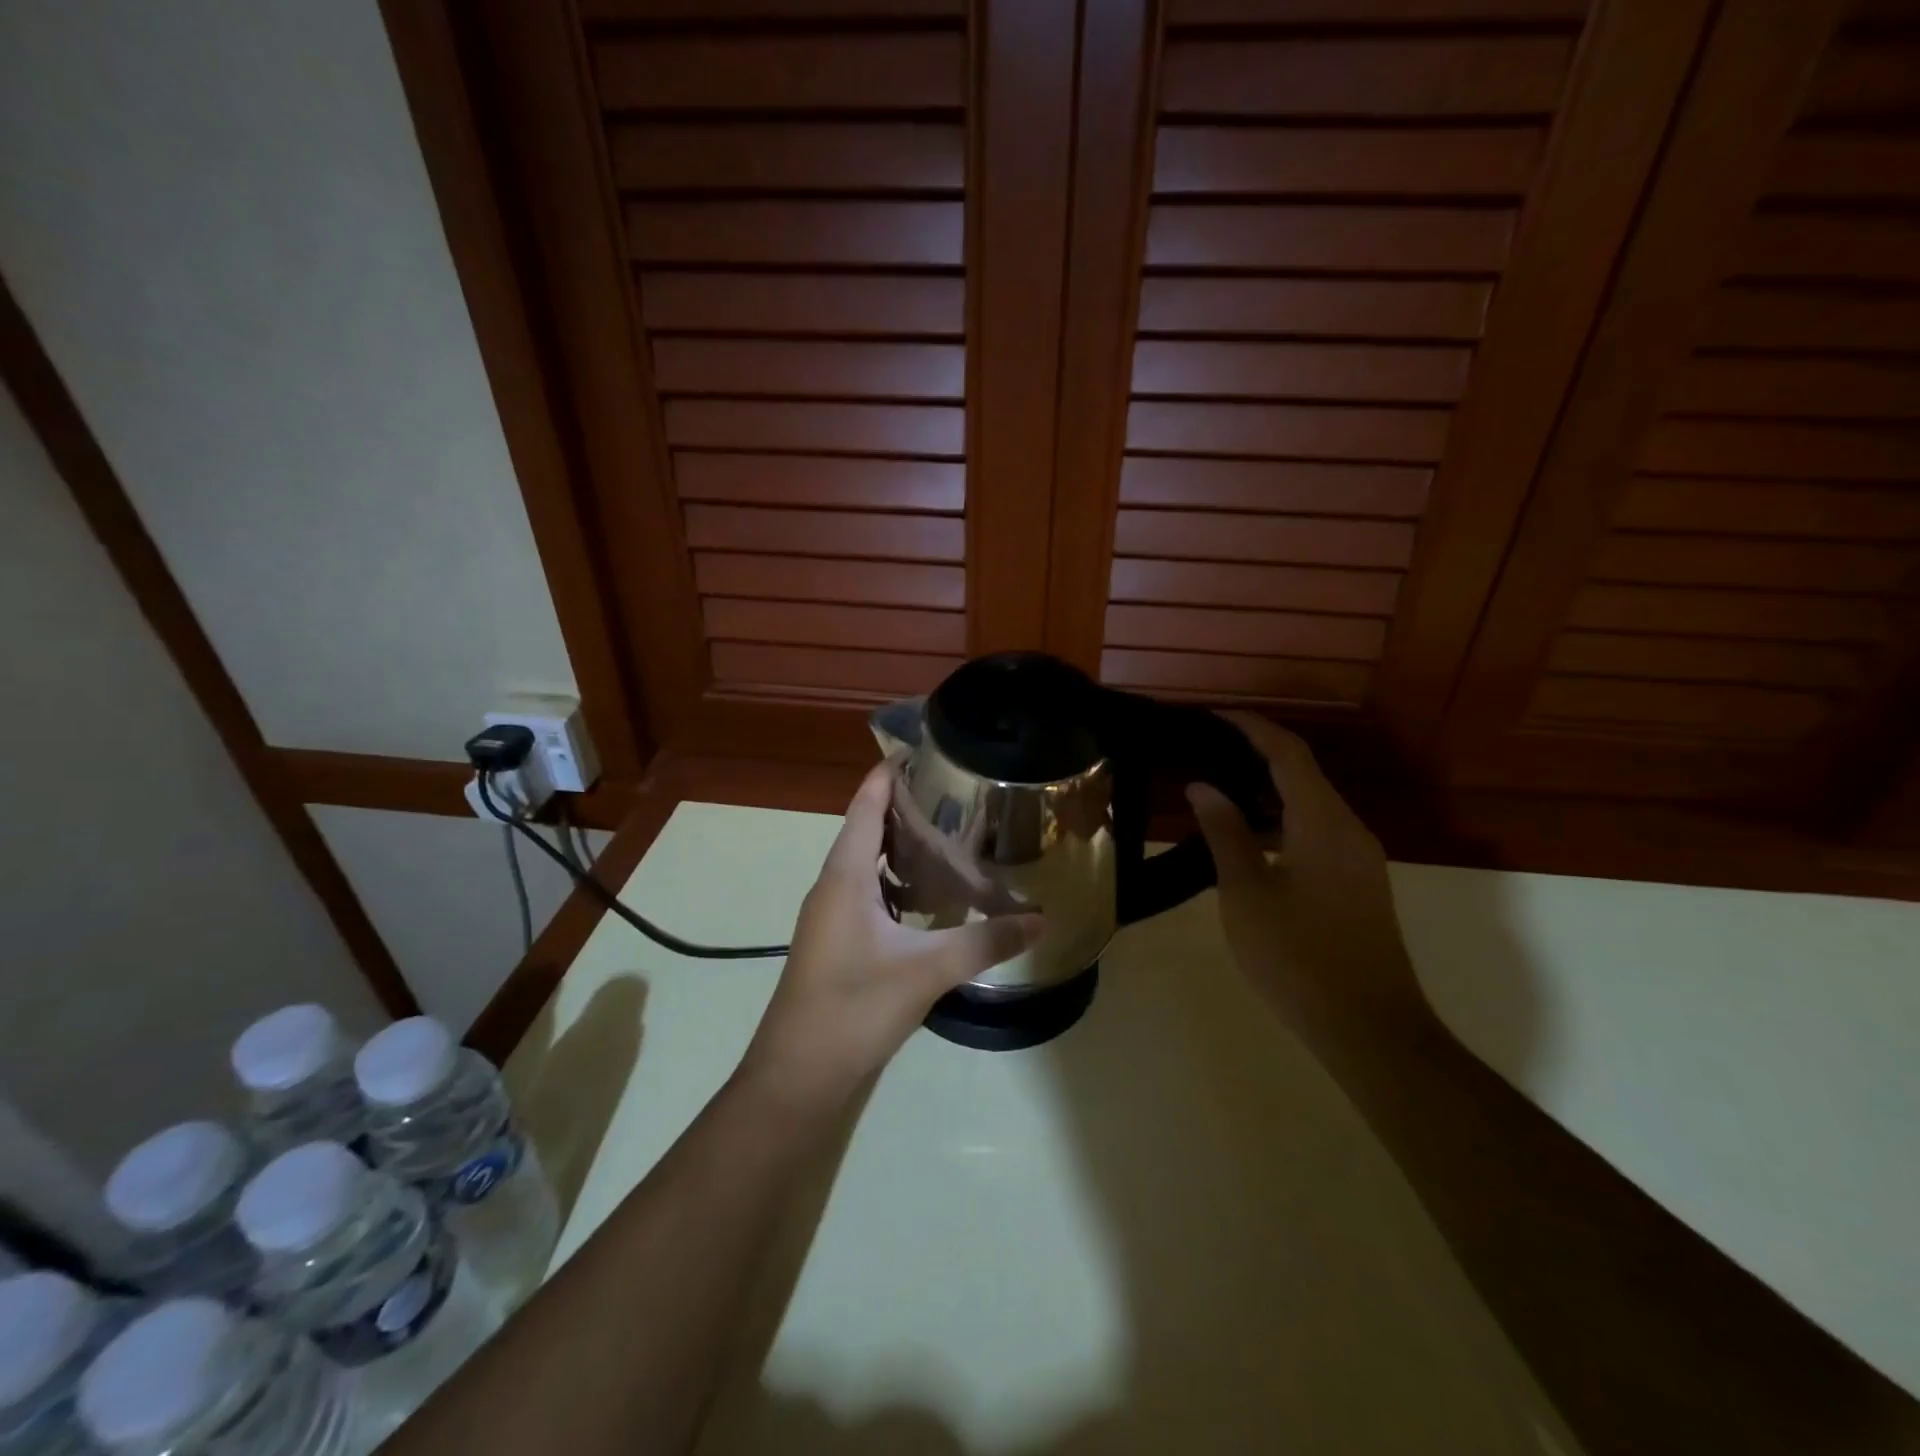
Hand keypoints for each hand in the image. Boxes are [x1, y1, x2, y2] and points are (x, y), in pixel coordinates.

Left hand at [741, 762, 1043, 1105]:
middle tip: (956, 791)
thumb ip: (984, 943)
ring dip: (900, 844)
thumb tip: (1041, 920)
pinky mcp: (837, 940)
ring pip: (867, 862)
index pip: (866, 805)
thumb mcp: (926, 972)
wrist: (798, 1075)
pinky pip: (867, 890)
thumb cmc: (853, 1009)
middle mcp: (833, 885)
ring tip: (950, 833)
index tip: (925, 750)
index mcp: (845, 876)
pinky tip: (929, 894)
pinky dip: (896, 879)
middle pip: (867, 828)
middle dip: (906, 805)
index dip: (890, 773)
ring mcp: (831, 914)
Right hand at [1186, 712, 1428, 1041]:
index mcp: (1322, 823)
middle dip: (1256, 753)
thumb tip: (1203, 786)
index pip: (1287, 753)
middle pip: (1303, 772)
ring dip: (1269, 789)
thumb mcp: (1246, 894)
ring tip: (1220, 791)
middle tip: (1206, 752)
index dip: (1251, 727)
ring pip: (1312, 803)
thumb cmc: (1298, 958)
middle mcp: (1348, 828)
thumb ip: (1224, 834)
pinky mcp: (1360, 882)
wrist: (1369, 1027)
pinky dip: (1283, 818)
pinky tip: (1251, 839)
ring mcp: (1360, 857)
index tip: (1212, 716)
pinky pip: (1319, 830)